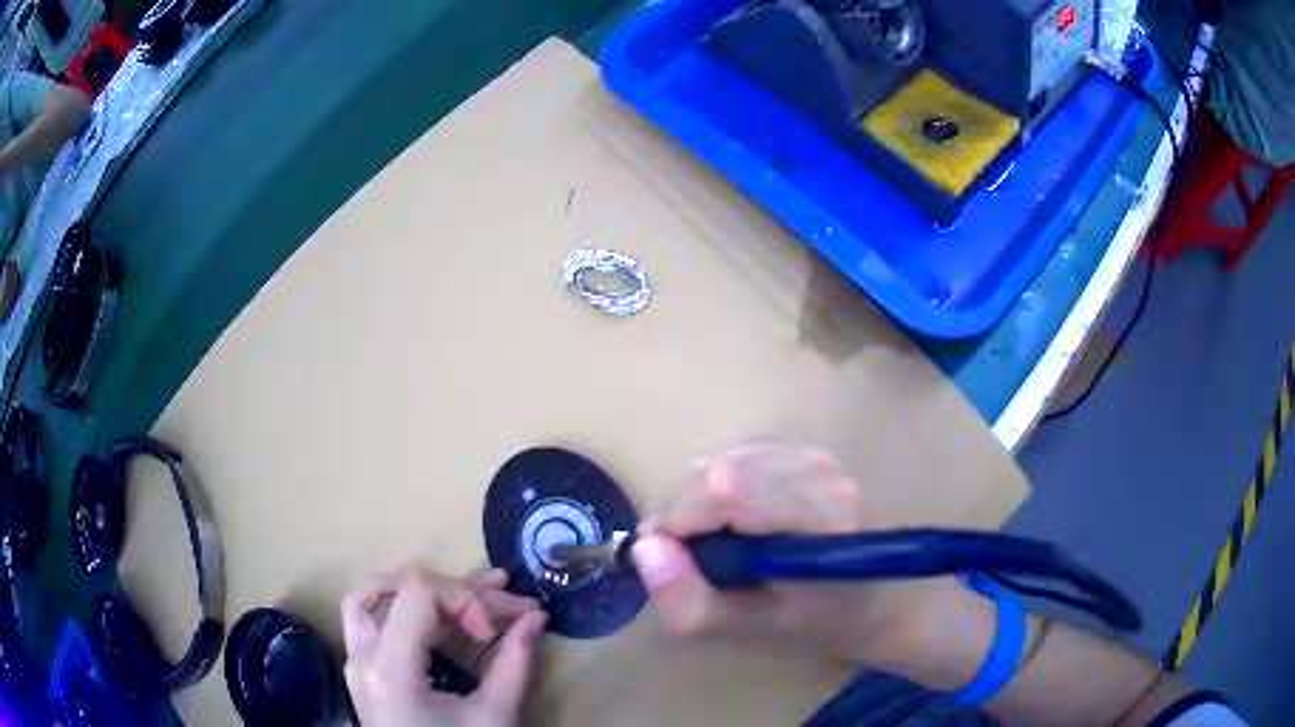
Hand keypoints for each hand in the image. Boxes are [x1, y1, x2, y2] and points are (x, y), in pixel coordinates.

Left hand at [342, 567, 548, 726]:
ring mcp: (355, 661)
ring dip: (426, 590)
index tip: (492, 632)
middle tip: (509, 602)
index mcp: (390, 669)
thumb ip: (514, 662)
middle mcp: (362, 656)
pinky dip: (405, 607)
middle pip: (401, 588)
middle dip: (459, 591)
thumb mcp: (494, 716)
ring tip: (482, 590)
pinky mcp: (361, 669)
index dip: (464, 597)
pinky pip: (371, 619)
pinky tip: (441, 615)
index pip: (418, 591)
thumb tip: (536, 616)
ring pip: (375, 595)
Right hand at [631, 443, 975, 665]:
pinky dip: (723, 493)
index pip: (724, 487)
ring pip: (722, 463)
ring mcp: (818, 454)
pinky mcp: (811, 451)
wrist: (889, 601)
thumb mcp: (752, 630)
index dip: (679, 520)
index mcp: (818, 516)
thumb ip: (691, 601)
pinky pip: (740, 460)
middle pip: (715, 471)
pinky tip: (745, 525)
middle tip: (699, 562)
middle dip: (686, 515)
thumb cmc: (825, 623)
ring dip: (703, 505)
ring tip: (726, 548)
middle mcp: (820, 469)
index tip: (672, 561)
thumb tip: (643, 546)